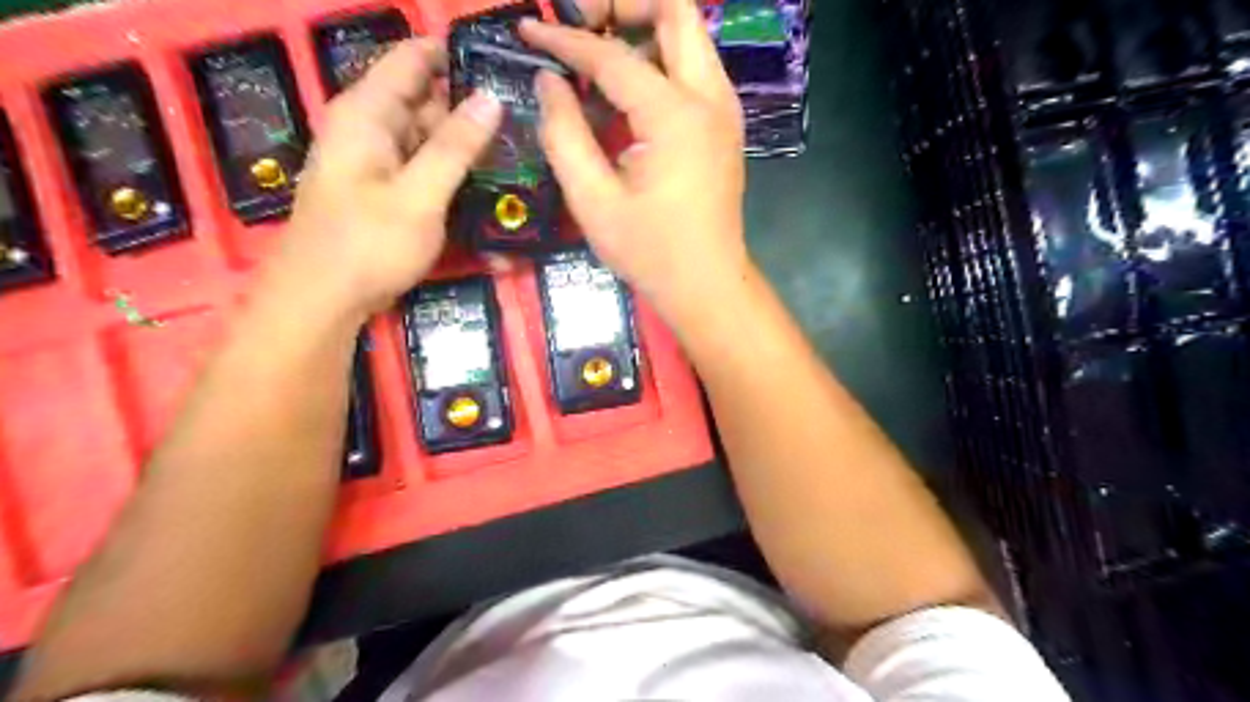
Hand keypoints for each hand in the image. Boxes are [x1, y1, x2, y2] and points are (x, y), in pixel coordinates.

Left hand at [267, 37, 500, 320]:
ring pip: (426, 135)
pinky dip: (449, 169)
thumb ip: (455, 146)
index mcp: (366, 113)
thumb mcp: (419, 195)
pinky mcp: (383, 189)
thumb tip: (492, 96)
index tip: (503, 66)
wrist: (322, 300)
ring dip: (463, 143)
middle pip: (423, 99)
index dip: (455, 55)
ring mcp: (375, 160)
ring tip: (513, 149)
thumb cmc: (367, 245)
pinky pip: (421, 165)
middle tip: (522, 120)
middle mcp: (368, 128)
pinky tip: (482, 181)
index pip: (412, 59)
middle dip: (468, 106)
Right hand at [522, 0, 746, 322]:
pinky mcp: (725, 125)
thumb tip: (548, 81)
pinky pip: (693, 67)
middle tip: (580, 26)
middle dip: (623, 5)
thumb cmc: (650, 252)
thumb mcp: (594, 201)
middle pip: (676, 10)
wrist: (707, 285)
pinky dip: (659, 59)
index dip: (565, 40)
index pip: (614, 55)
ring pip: (689, 34)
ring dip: (643, 28)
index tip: (528, 30)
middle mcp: (710, 98)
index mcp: (676, 117)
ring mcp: (724, 109)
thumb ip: (564, 135)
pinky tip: (625, 90)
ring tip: (596, 53)